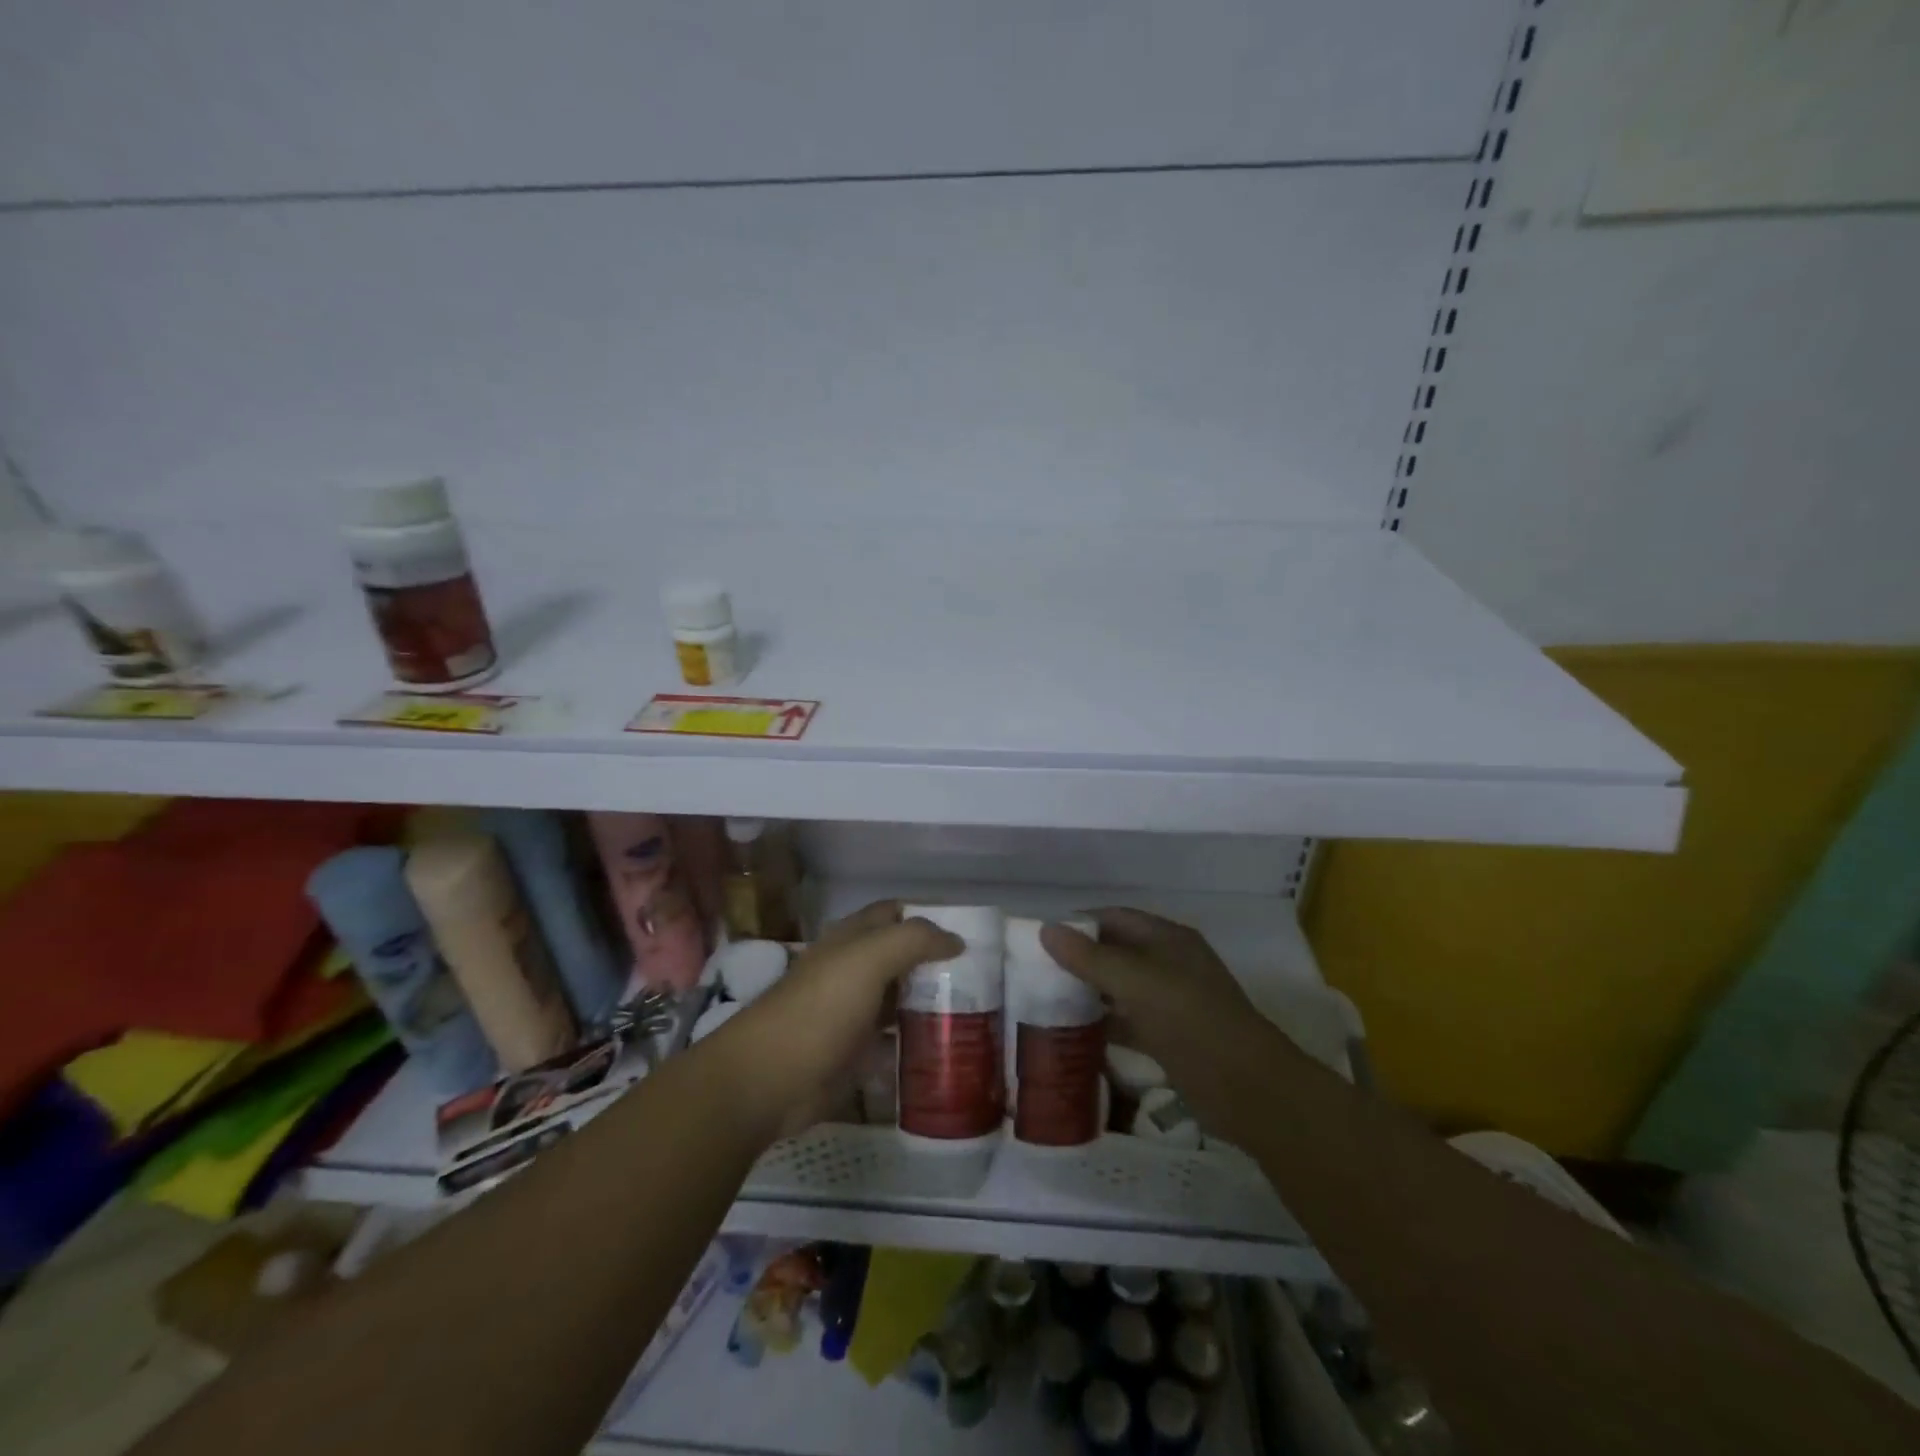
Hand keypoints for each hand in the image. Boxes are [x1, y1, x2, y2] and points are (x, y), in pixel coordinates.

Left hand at [713, 901, 960, 1143]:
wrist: (768, 1079)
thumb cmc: (819, 1009)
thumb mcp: (868, 960)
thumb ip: (914, 940)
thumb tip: (956, 939)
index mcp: (851, 939)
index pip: (894, 914)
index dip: (928, 916)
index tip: (970, 933)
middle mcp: (853, 970)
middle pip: (901, 957)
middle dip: (937, 962)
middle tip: (983, 977)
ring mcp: (853, 1013)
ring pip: (900, 998)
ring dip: (931, 1002)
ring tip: (978, 1012)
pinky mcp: (854, 1053)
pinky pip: (894, 1040)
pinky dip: (918, 1041)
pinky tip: (949, 1048)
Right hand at [1041, 908, 1276, 1138]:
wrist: (1247, 1088)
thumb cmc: (1191, 1020)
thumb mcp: (1137, 982)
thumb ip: (1090, 958)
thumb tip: (1046, 930)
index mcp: (1168, 939)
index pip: (1115, 918)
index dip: (1079, 923)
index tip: (1040, 938)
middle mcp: (1169, 964)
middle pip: (1117, 952)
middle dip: (1079, 959)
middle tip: (1034, 972)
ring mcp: (1171, 1003)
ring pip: (1120, 989)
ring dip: (1089, 993)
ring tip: (1045, 1001)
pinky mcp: (1170, 1038)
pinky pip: (1128, 1022)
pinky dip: (1104, 1025)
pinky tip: (1072, 1035)